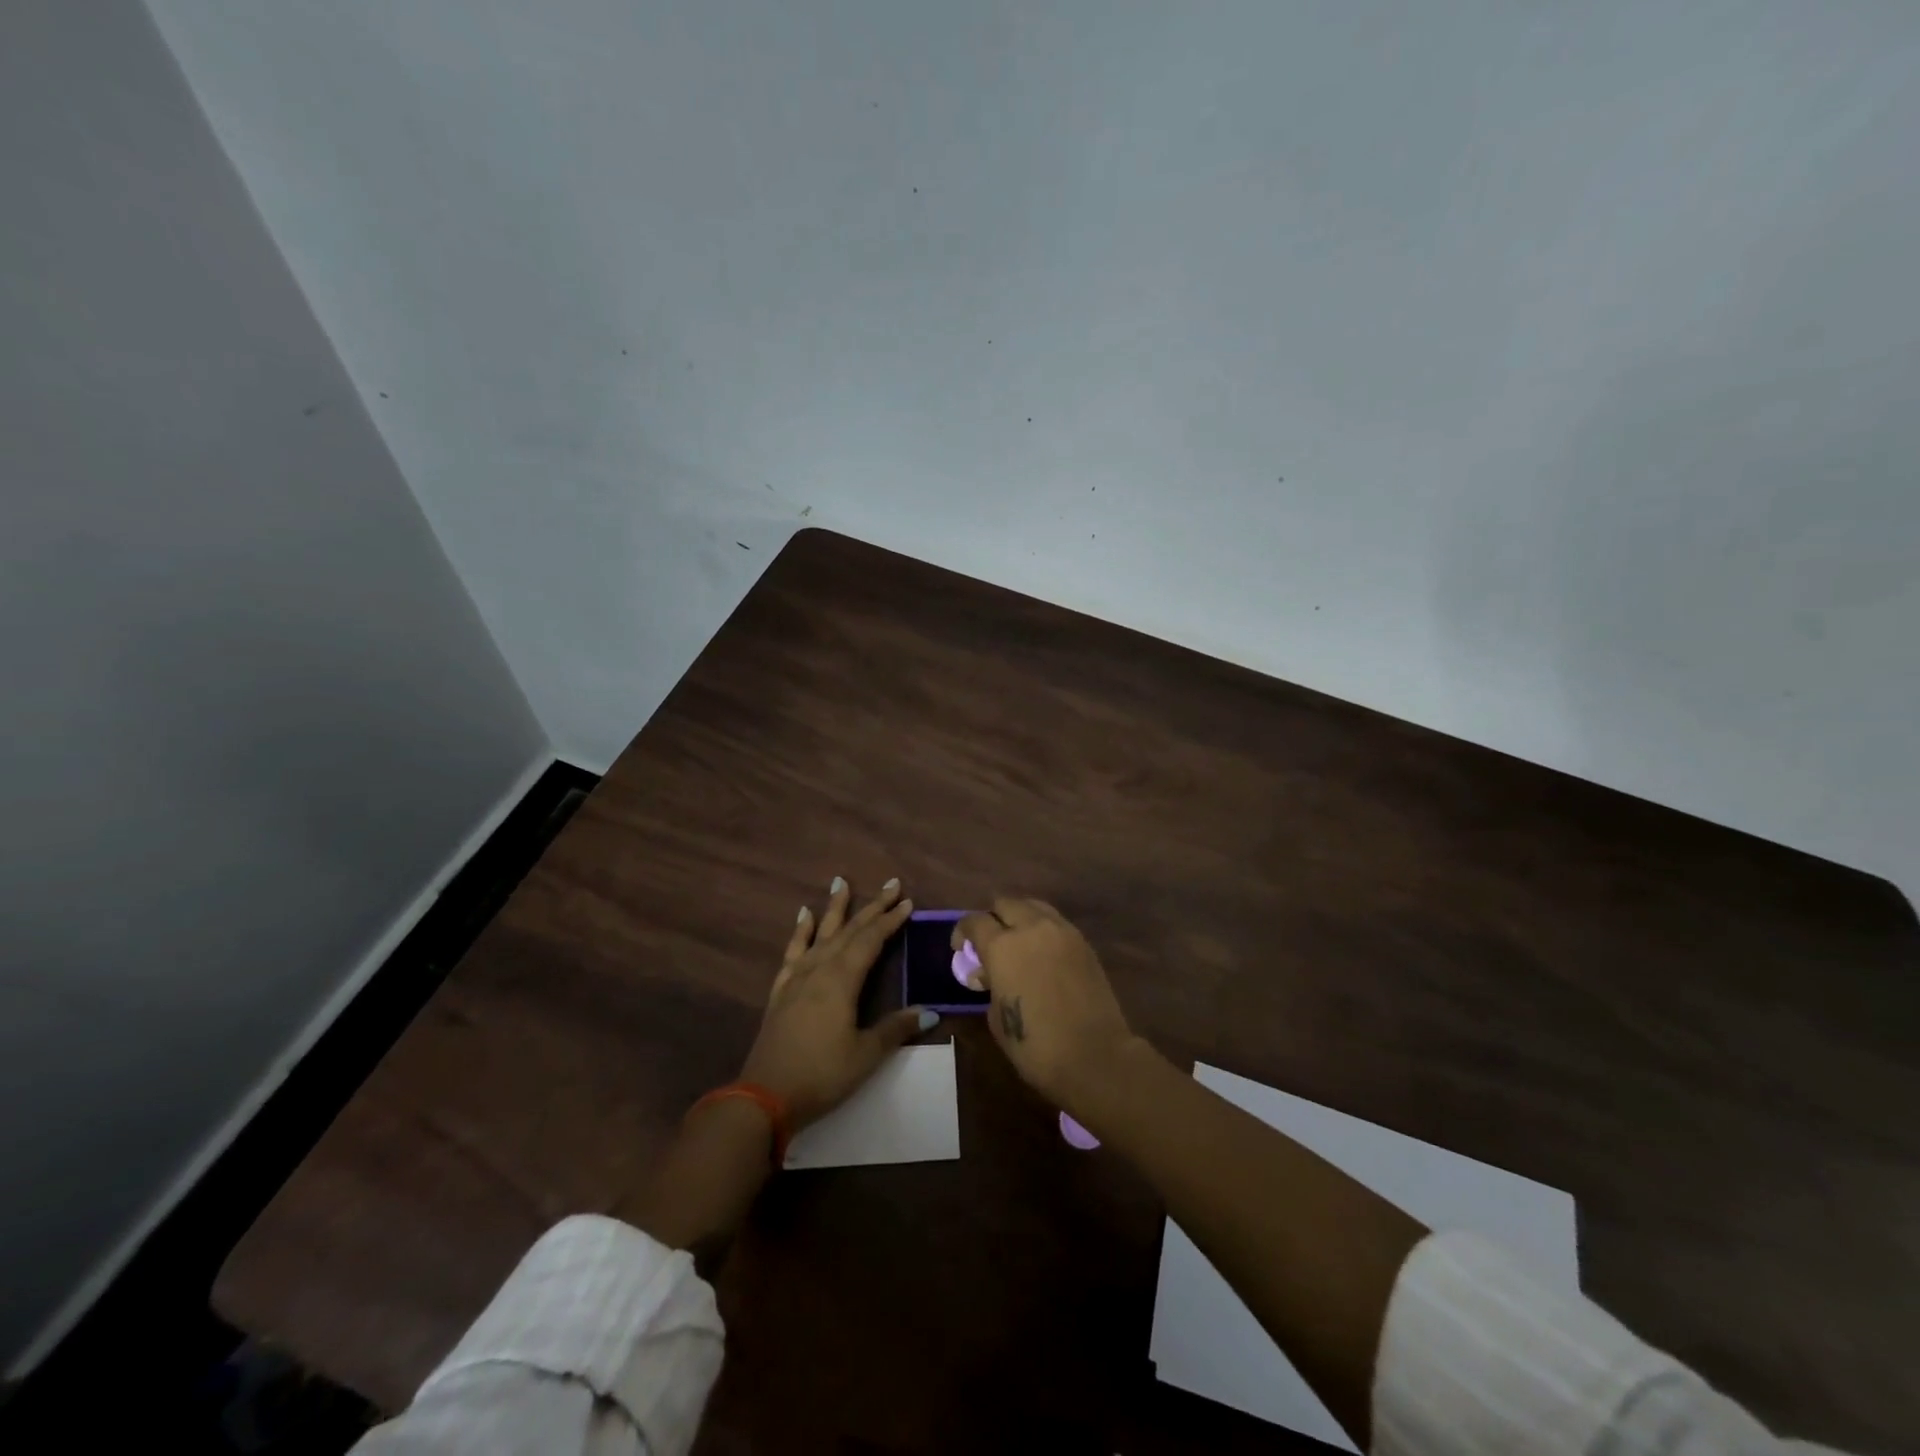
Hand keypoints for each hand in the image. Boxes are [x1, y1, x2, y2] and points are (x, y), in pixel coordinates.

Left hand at [740, 877, 933, 1130]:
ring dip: (834, 908)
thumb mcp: (866, 1054)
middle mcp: (819, 969)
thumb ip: (895, 1028)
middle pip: (849, 930)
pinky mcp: (781, 990)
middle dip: (871, 907)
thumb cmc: (821, 1075)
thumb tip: (930, 1012)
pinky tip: (804, 916)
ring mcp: (797, 978)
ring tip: (841, 882)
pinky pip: (793, 951)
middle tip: (890, 884)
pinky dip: (800, 931)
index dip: (890, 920)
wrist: (764, 1097)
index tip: (907, 901)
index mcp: (841, 980)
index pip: (871, 940)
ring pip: (820, 934)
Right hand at [951, 898, 1136, 1112]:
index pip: (975, 921)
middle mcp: (1031, 928)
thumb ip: (990, 985)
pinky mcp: (1083, 942)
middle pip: (1005, 904)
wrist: (1095, 1056)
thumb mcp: (996, 1017)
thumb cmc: (1036, 1045)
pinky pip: (1055, 922)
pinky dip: (1043, 930)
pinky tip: (1042, 954)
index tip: (962, 949)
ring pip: (1033, 906)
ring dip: (1020, 918)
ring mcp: (1061, 931)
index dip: (963, 932)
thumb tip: (990, 974)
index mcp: (1002, 947)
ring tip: (1018, 943)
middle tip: (990, 944)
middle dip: (993, 919)